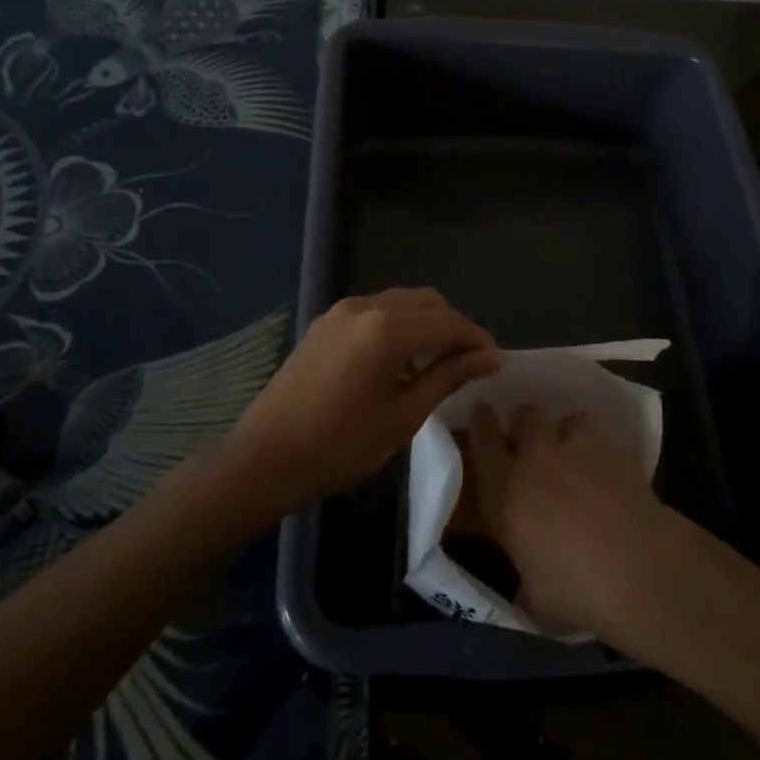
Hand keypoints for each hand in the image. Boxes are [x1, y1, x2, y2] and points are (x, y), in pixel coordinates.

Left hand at [221, 289, 502, 512]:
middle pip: (427, 301)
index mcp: (388, 328)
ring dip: (425, 323)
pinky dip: (397, 325)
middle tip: (467, 363)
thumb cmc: (341, 445)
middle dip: (452, 326)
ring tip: (435, 363)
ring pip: (400, 302)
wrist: (264, 458)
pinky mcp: (325, 322)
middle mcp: (366, 306)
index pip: (449, 321)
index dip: (477, 339)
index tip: (495, 361)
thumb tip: (490, 357)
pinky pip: (375, 311)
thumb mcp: (404, 415)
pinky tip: (397, 360)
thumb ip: (449, 376)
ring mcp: (341, 311)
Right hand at [464, 403, 669, 636]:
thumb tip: (528, 583)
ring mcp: (583, 451)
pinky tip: (612, 473)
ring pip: (571, 420)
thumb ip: (526, 578)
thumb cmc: (575, 591)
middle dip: (526, 423)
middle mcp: (540, 460)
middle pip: (527, 416)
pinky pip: (608, 441)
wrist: (639, 571)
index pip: (485, 443)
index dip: (481, 425)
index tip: (481, 415)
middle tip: (531, 441)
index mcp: (507, 490)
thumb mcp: (535, 596)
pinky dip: (605, 452)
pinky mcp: (622, 455)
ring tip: (577, 454)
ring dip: (570, 432)